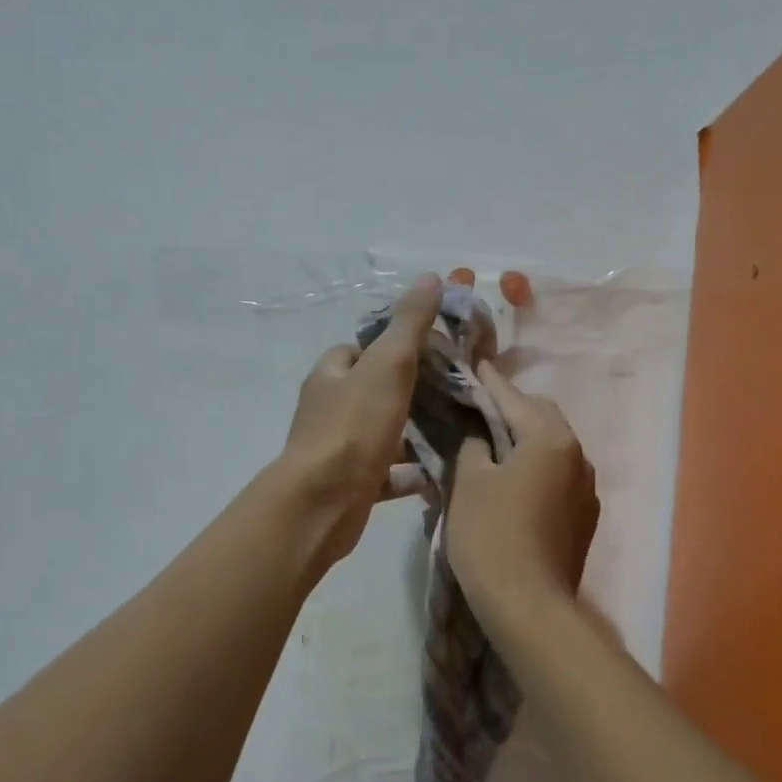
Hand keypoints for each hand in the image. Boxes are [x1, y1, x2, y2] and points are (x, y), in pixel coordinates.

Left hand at [277, 273, 443, 564]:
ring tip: (459, 428)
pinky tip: (443, 470)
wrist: (323, 504)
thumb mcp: (388, 365)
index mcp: (332, 374)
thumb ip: (410, 324)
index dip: (398, 345)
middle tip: (456, 391)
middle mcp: (330, 407)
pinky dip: (412, 471)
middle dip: (413, 390)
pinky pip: (388, 472)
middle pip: (376, 389)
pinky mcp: (352, 484)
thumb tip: (430, 277)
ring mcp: (339, 448)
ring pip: (384, 432)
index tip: (437, 351)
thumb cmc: (354, 427)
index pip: (363, 348)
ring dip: (416, 432)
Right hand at [445, 361, 599, 623]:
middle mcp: (578, 456)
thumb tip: (479, 437)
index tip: (472, 365)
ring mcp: (586, 489)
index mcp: (551, 439)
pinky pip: (557, 476)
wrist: (528, 606)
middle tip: (476, 411)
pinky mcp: (584, 517)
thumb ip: (473, 445)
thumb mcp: (468, 481)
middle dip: (510, 409)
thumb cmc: (491, 535)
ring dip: (524, 440)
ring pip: (552, 448)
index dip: (489, 382)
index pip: (513, 397)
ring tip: (490, 446)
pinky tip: (511, 483)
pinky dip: (534, 468)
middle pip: (541, 417)